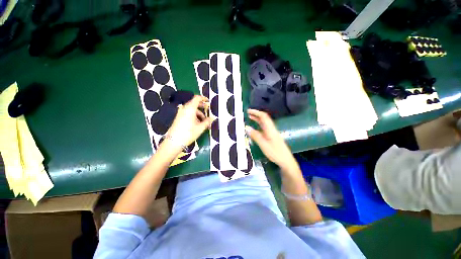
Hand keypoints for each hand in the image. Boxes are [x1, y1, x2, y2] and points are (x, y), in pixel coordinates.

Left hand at [166, 95, 211, 147]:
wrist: (174, 141)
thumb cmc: (188, 133)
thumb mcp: (200, 128)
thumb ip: (207, 121)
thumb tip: (213, 118)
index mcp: (190, 109)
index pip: (197, 98)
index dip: (203, 98)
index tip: (208, 101)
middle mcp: (184, 109)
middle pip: (194, 104)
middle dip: (202, 107)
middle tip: (207, 110)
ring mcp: (180, 113)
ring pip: (191, 109)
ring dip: (198, 113)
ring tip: (204, 121)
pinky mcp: (178, 117)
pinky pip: (187, 113)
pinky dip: (193, 115)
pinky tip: (197, 123)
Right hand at [246, 109, 297, 170]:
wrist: (285, 160)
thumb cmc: (275, 153)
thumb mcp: (263, 144)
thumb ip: (255, 136)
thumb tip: (247, 127)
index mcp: (270, 129)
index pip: (263, 117)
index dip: (256, 112)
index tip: (248, 111)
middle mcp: (271, 129)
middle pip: (264, 118)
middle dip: (256, 114)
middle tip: (247, 113)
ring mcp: (272, 132)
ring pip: (264, 123)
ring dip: (257, 119)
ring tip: (250, 118)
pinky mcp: (272, 136)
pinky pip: (264, 128)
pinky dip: (258, 125)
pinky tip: (255, 128)